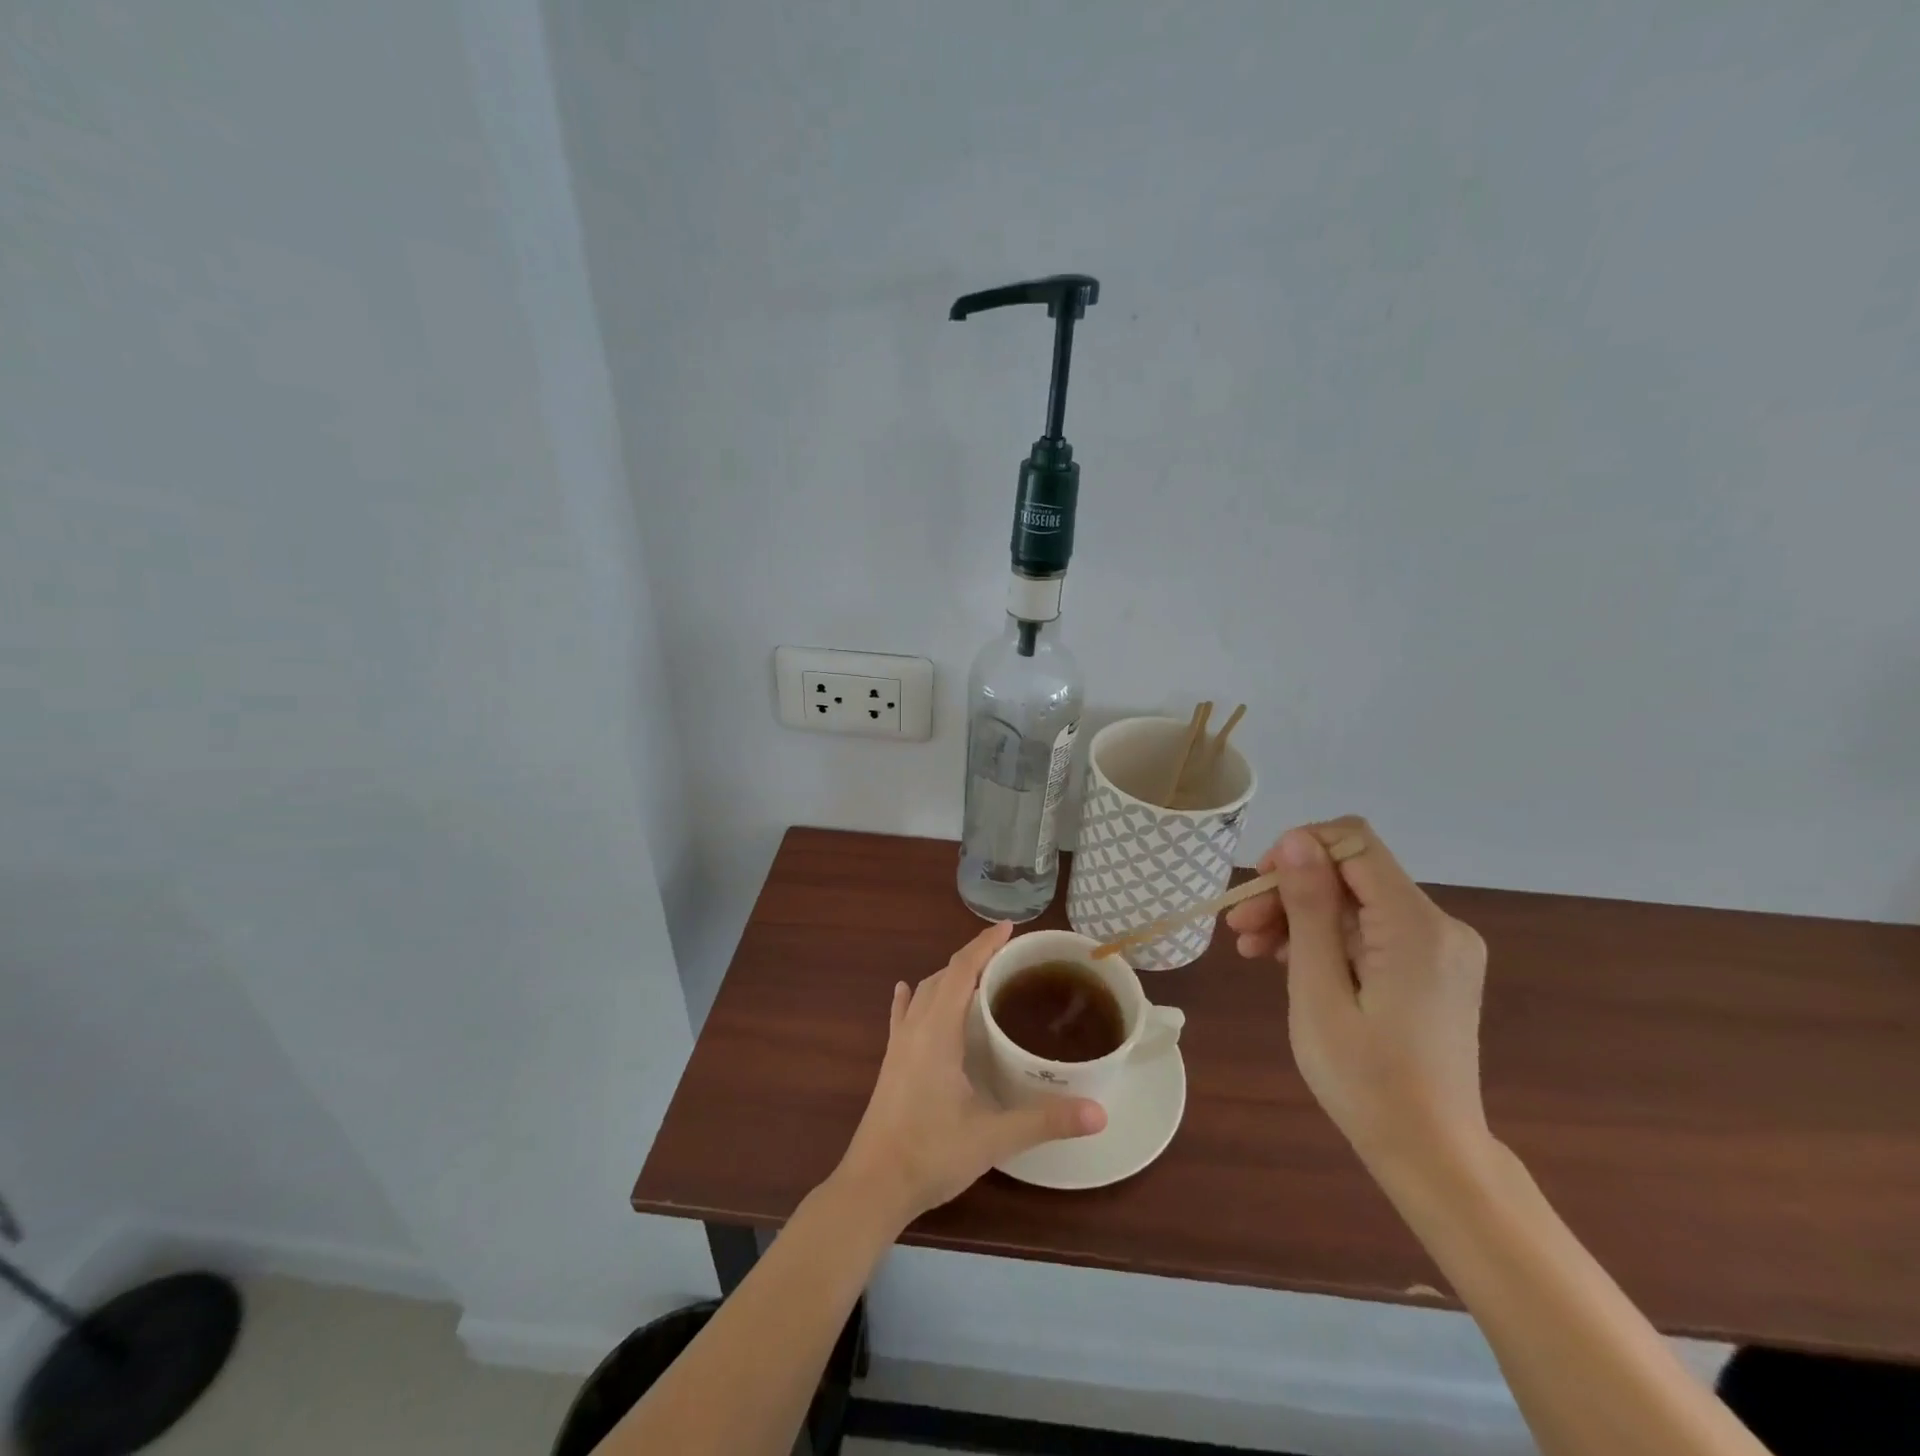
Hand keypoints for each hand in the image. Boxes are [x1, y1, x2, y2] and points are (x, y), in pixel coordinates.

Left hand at [834, 921, 1106, 1228]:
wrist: (873, 1186)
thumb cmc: (931, 1154)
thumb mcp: (993, 1137)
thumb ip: (1045, 1121)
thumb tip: (1099, 1112)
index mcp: (938, 1032)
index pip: (962, 971)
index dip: (984, 945)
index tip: (1009, 927)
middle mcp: (915, 1028)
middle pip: (943, 976)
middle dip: (973, 958)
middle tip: (1006, 955)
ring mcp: (898, 1045)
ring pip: (922, 993)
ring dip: (947, 976)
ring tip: (976, 975)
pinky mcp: (890, 1063)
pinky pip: (902, 1015)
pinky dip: (911, 998)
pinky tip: (906, 992)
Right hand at [1226, 817, 1489, 1178]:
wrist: (1431, 1155)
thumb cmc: (1366, 1078)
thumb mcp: (1318, 990)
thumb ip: (1309, 909)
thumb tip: (1296, 841)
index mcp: (1415, 925)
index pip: (1354, 842)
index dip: (1299, 849)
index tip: (1257, 888)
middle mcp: (1438, 925)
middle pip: (1350, 874)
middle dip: (1290, 891)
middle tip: (1238, 927)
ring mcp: (1438, 948)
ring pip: (1355, 903)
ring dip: (1300, 916)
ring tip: (1251, 949)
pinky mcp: (1431, 969)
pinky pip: (1370, 931)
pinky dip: (1326, 939)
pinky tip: (1286, 962)